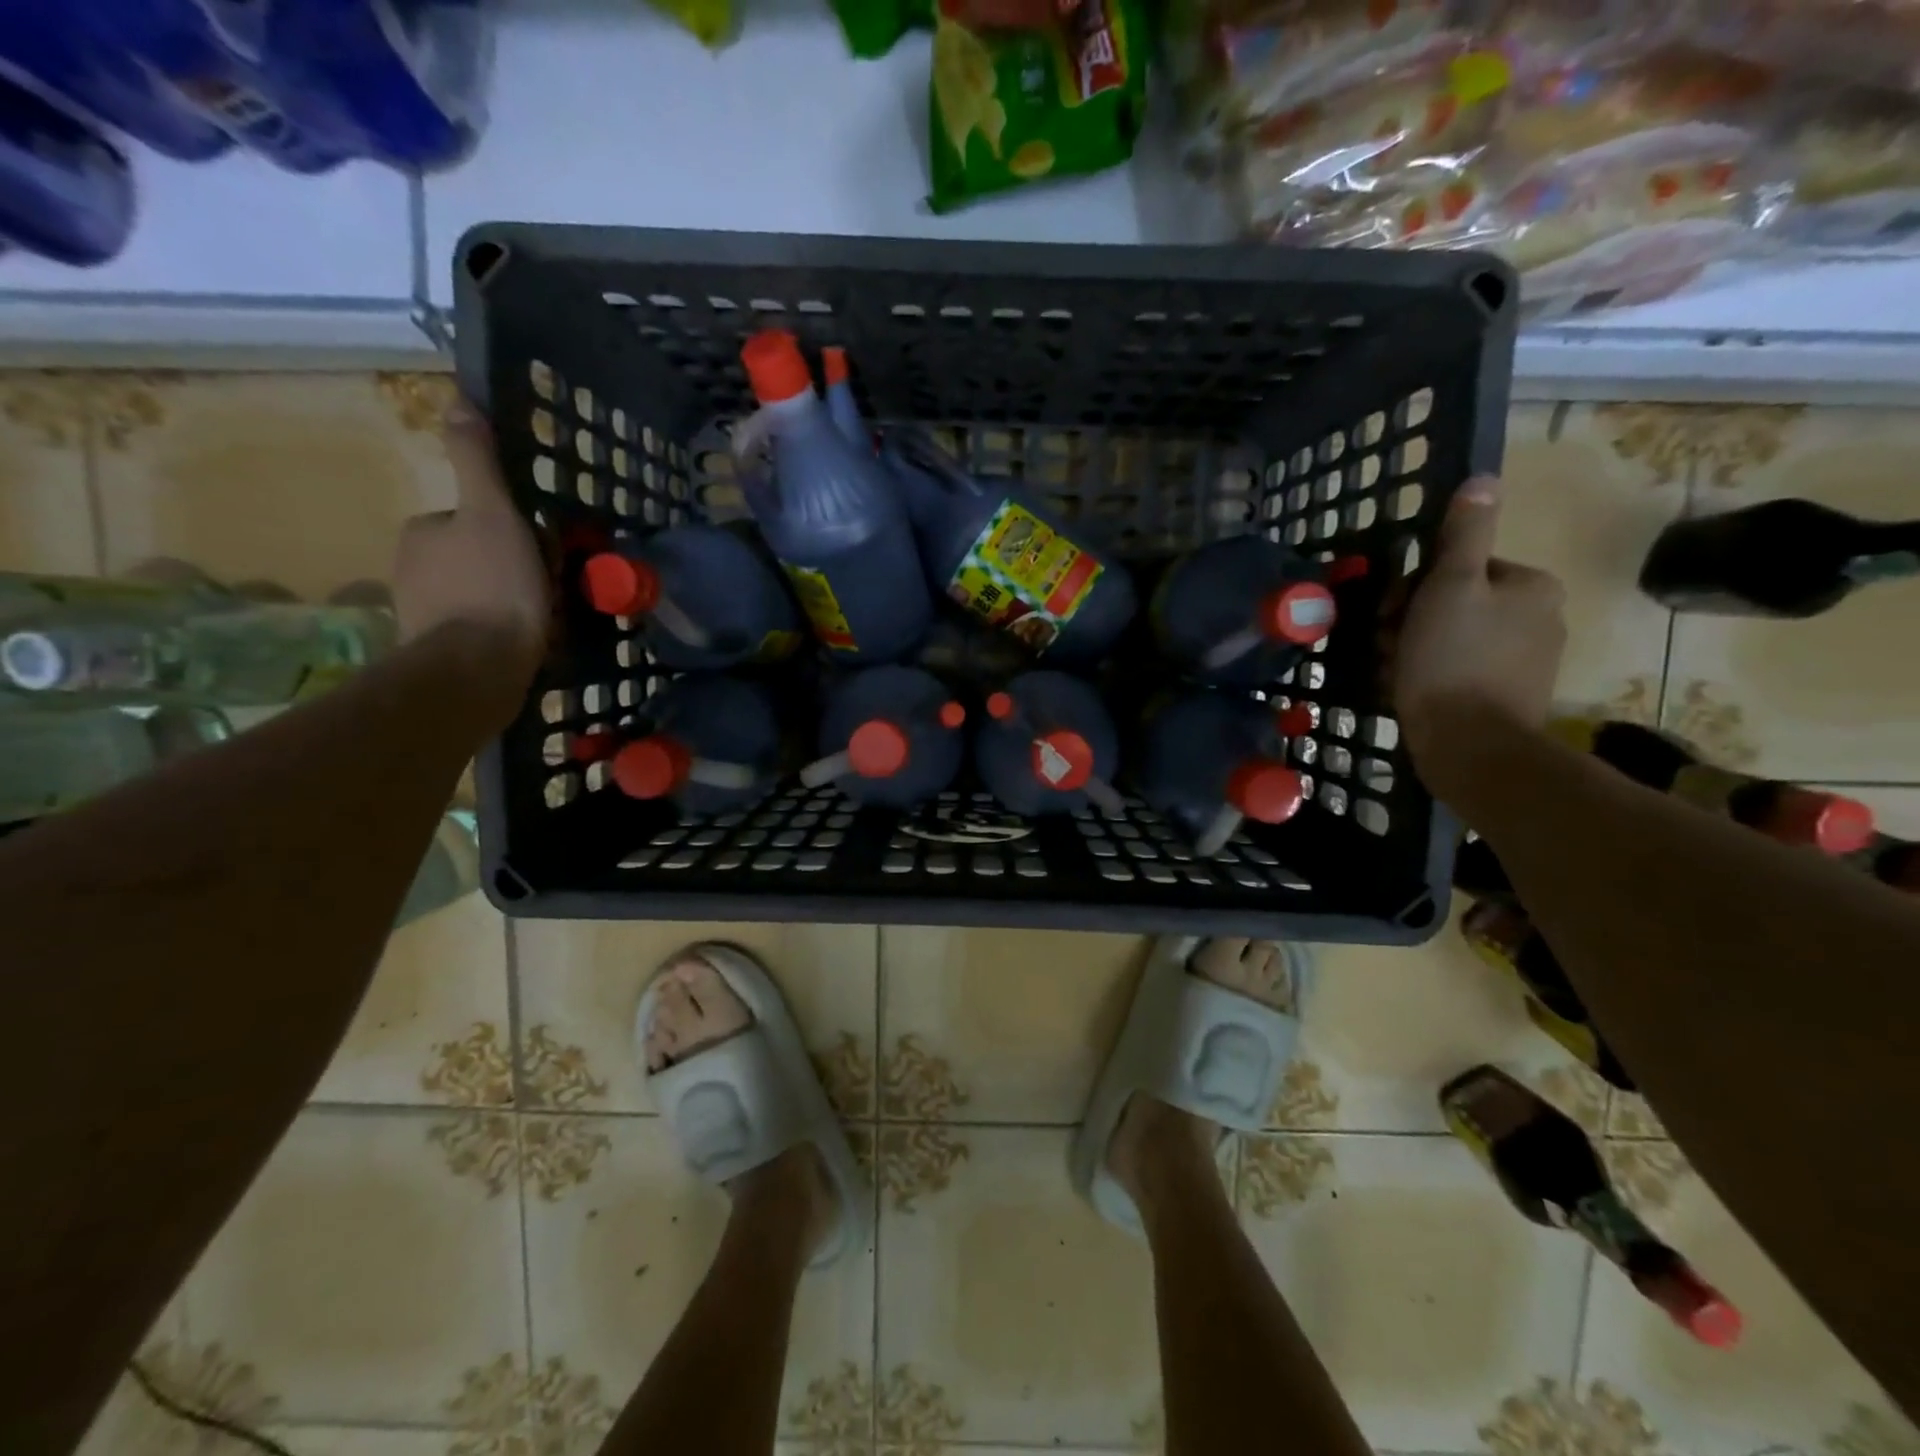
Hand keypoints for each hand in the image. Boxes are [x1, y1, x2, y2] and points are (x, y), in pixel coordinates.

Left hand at [394, 401, 548, 694]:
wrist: (478, 666)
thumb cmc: (493, 585)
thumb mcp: (494, 513)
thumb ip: (478, 461)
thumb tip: (457, 399)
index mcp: (422, 532)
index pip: (471, 520)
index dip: (508, 531)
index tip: (539, 550)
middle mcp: (410, 568)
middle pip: (473, 557)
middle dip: (506, 568)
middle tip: (546, 587)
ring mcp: (421, 613)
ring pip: (474, 595)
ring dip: (503, 602)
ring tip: (542, 620)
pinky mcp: (436, 652)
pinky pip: (474, 630)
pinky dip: (496, 633)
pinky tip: (523, 643)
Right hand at [1390, 475, 1565, 784]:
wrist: (1470, 746)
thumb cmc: (1452, 660)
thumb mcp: (1449, 586)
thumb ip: (1462, 535)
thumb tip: (1483, 480)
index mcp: (1531, 587)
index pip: (1460, 568)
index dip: (1415, 588)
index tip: (1391, 613)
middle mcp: (1540, 619)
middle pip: (1455, 604)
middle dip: (1411, 621)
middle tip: (1387, 645)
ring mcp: (1525, 663)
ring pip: (1451, 640)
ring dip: (1413, 650)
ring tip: (1394, 673)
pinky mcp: (1507, 698)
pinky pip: (1458, 673)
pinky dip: (1430, 677)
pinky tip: (1408, 691)